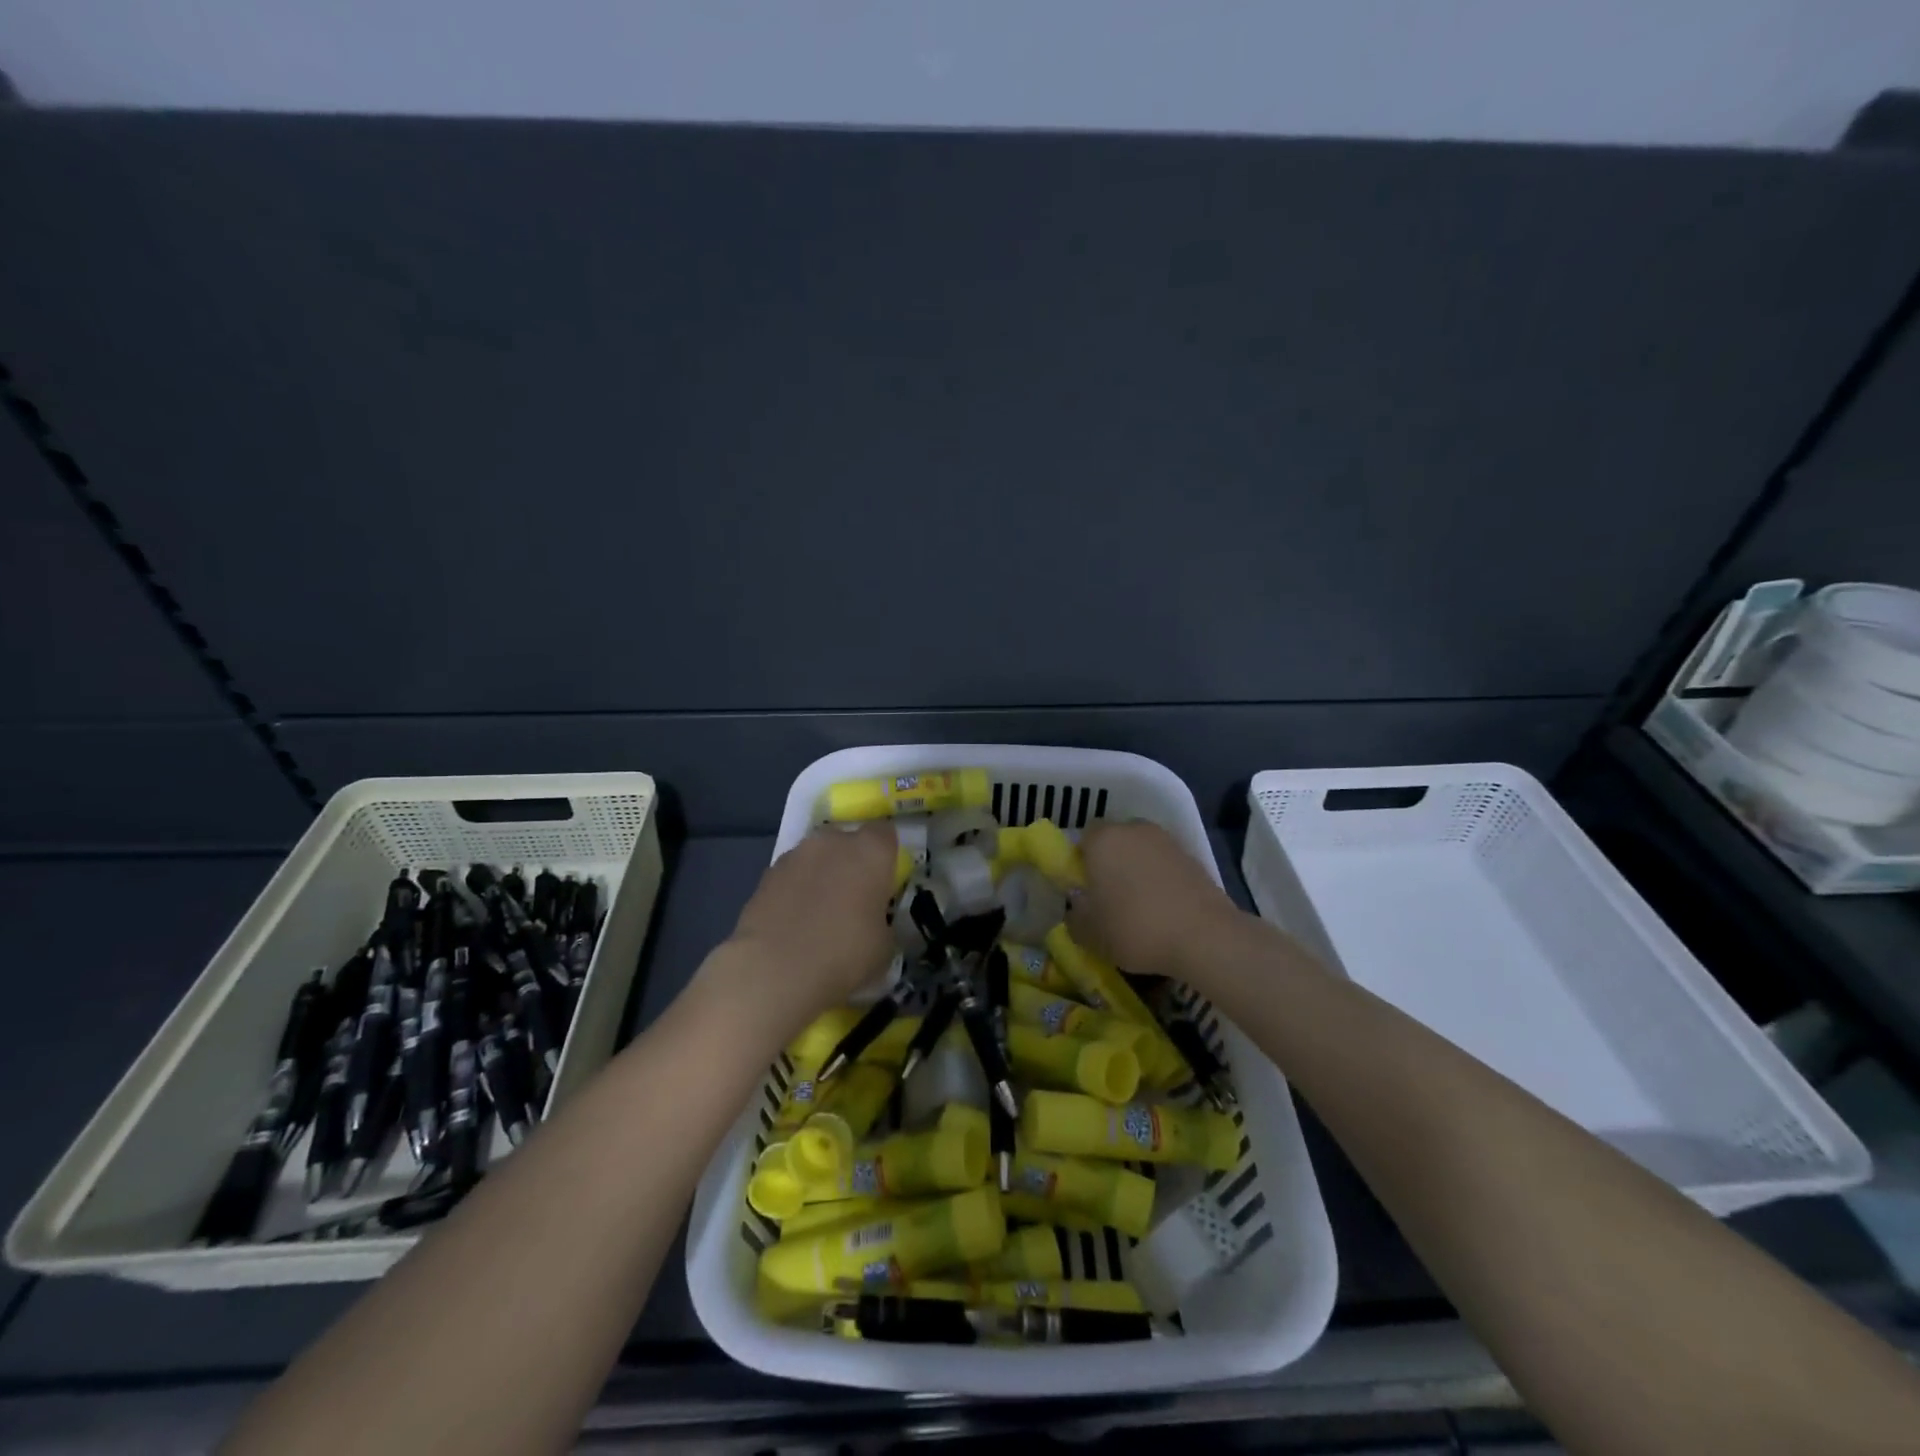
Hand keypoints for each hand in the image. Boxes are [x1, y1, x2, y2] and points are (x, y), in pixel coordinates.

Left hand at [719, 823, 898, 1021]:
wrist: (774, 970)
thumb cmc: (843, 955)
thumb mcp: (884, 945)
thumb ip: (882, 919)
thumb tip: (872, 920)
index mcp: (870, 851)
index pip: (885, 833)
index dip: (886, 856)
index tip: (885, 882)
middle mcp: (833, 841)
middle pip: (847, 842)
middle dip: (851, 863)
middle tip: (853, 900)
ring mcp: (795, 855)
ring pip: (817, 857)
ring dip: (821, 875)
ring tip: (818, 915)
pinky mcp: (766, 874)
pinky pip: (792, 876)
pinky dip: (795, 891)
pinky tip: (793, 923)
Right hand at [1066, 821, 1237, 980]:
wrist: (1203, 936)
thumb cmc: (1134, 928)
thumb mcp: (1090, 934)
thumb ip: (1075, 917)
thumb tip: (1076, 908)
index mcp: (1103, 840)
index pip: (1083, 838)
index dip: (1081, 861)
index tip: (1085, 887)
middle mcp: (1134, 830)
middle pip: (1115, 840)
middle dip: (1111, 862)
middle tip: (1109, 896)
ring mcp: (1167, 842)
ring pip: (1142, 851)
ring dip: (1138, 870)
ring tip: (1140, 905)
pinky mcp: (1193, 858)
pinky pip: (1166, 865)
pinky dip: (1162, 880)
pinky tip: (1164, 910)